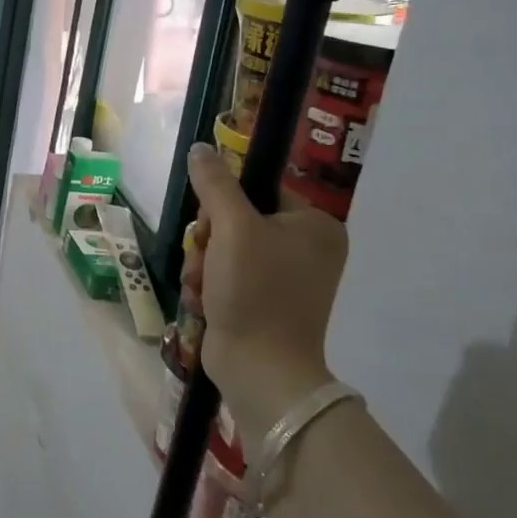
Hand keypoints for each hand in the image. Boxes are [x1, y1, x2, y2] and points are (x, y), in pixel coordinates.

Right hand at [185, 143, 347, 453]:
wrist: (259, 369)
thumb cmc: (255, 291)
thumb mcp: (232, 228)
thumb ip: (215, 184)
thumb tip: (201, 148)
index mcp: (315, 225)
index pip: (258, 189)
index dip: (225, 203)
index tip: (213, 225)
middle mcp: (306, 248)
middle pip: (235, 219)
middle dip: (208, 241)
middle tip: (208, 261)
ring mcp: (285, 277)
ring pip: (223, 248)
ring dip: (202, 264)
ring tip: (205, 287)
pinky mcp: (263, 301)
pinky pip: (224, 274)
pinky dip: (208, 285)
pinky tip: (205, 302)